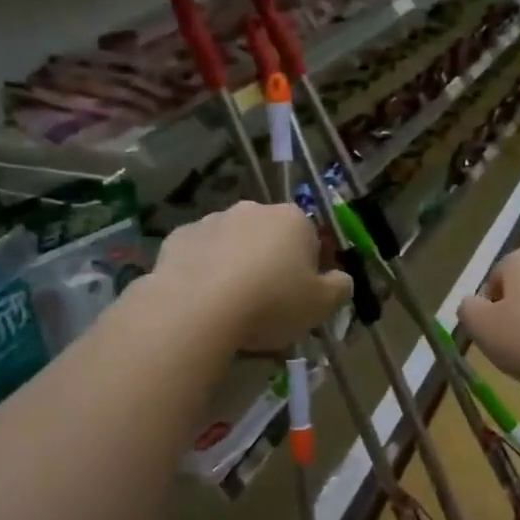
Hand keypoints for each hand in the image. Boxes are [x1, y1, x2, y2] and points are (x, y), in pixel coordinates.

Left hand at [153, 202, 350, 352]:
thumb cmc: (271, 303)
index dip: (309, 268)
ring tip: (231, 304)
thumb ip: (339, 288)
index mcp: (293, 220)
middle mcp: (253, 210)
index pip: (310, 238)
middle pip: (269, 236)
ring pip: (232, 243)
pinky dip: (202, 270)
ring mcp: (212, 220)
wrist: (197, 309)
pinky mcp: (177, 237)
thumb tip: (342, 279)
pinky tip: (201, 299)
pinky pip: (199, 254)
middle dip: (270, 261)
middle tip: (268, 301)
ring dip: (235, 263)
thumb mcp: (321, 305)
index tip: (301, 295)